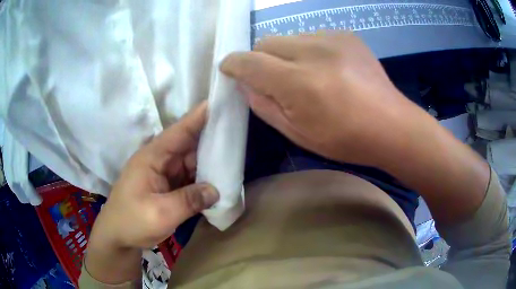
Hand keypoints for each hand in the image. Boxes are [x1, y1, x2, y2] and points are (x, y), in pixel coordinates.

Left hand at [84, 101, 218, 283]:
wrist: (118, 237)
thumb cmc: (132, 221)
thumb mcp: (160, 213)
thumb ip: (189, 200)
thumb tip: (216, 190)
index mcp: (152, 157)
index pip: (179, 131)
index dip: (199, 117)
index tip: (219, 102)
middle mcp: (159, 161)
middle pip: (189, 145)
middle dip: (211, 139)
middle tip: (237, 133)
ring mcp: (164, 174)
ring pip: (191, 162)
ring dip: (209, 162)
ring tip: (234, 157)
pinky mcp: (168, 187)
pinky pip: (189, 178)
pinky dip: (203, 179)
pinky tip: (219, 180)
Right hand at [220, 33, 418, 166]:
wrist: (391, 125)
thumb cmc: (344, 138)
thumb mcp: (297, 132)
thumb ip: (264, 105)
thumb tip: (244, 84)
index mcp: (299, 82)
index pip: (249, 61)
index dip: (233, 64)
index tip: (228, 69)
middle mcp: (313, 51)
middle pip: (266, 42)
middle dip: (260, 59)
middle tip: (274, 79)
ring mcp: (332, 38)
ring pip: (288, 37)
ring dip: (286, 54)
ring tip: (306, 75)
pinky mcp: (346, 35)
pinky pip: (311, 36)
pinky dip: (307, 50)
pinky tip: (325, 68)